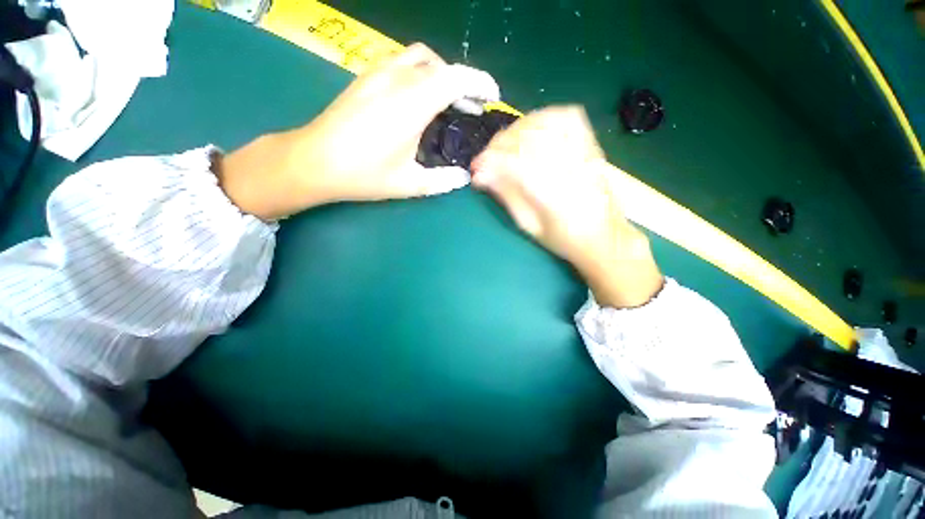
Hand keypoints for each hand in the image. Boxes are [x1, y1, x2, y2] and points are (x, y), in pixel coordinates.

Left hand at [219, 44, 498, 218]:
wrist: (314, 161)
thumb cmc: (364, 174)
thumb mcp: (410, 184)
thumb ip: (443, 180)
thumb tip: (464, 178)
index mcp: (412, 104)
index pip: (456, 78)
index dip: (480, 83)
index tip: (492, 97)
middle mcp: (397, 79)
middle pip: (441, 66)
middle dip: (464, 82)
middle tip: (472, 107)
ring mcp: (378, 74)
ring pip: (421, 58)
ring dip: (442, 74)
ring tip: (449, 100)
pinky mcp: (366, 77)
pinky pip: (402, 62)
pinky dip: (421, 73)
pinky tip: (419, 97)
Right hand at [471, 106, 662, 307]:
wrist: (604, 237)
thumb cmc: (564, 239)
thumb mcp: (529, 226)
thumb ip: (507, 196)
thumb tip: (481, 176)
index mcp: (554, 195)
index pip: (515, 163)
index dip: (490, 161)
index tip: (475, 168)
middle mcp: (570, 168)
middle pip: (529, 139)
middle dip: (499, 144)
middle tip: (486, 158)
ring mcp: (584, 153)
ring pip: (545, 122)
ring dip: (517, 129)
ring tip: (504, 145)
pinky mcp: (591, 145)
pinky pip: (567, 116)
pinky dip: (544, 116)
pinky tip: (531, 127)